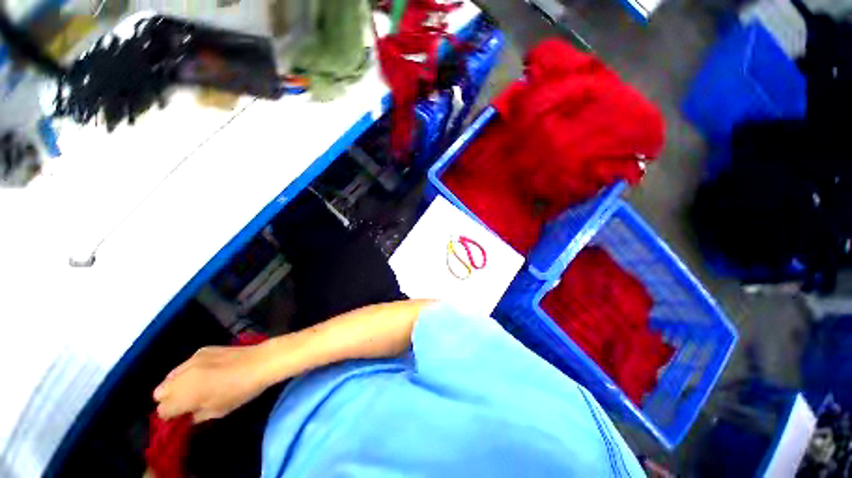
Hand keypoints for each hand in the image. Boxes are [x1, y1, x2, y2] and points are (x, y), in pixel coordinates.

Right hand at [153, 344, 270, 422]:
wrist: (259, 363)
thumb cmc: (240, 391)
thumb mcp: (218, 412)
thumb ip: (197, 415)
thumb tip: (188, 416)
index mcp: (184, 395)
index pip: (162, 410)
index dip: (170, 415)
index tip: (180, 416)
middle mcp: (182, 377)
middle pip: (159, 392)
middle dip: (168, 399)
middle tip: (185, 402)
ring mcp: (191, 360)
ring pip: (170, 376)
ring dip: (176, 384)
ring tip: (193, 387)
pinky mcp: (202, 350)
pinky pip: (186, 364)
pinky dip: (189, 371)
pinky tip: (205, 372)